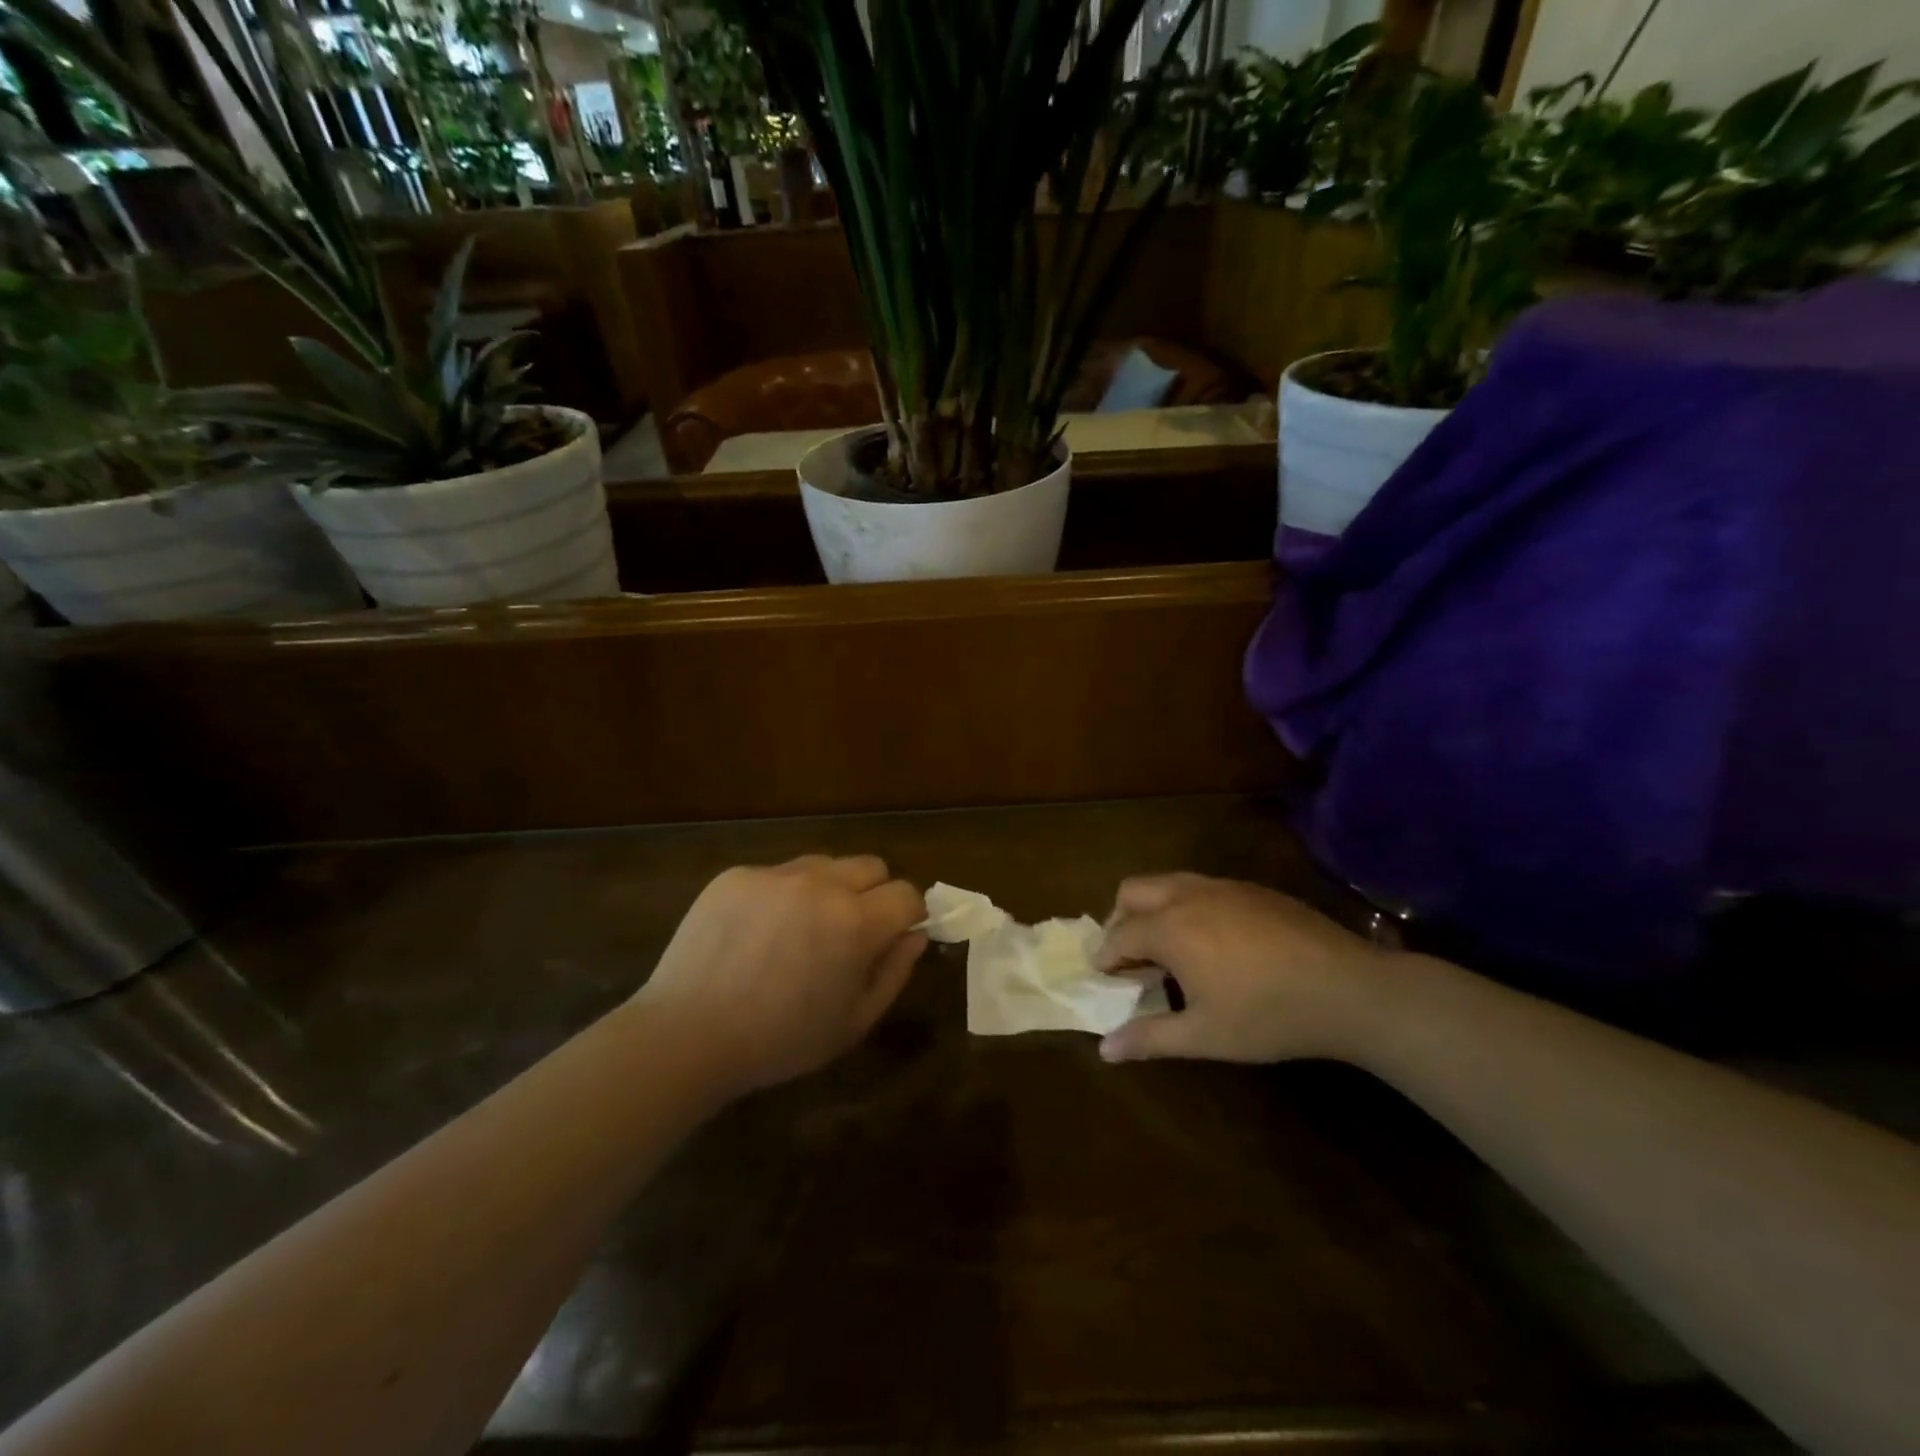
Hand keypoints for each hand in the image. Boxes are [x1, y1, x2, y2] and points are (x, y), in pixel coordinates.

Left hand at [633, 855, 926, 1094]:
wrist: (686, 1035)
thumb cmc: (779, 1041)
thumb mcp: (853, 1022)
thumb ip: (894, 973)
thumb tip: (916, 935)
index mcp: (856, 922)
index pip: (906, 893)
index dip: (908, 914)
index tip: (894, 935)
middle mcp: (820, 884)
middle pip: (871, 866)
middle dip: (873, 894)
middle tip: (848, 932)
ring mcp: (775, 875)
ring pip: (824, 864)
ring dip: (827, 889)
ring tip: (799, 931)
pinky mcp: (737, 875)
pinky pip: (776, 874)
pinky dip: (781, 896)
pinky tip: (756, 934)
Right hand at [1093, 873, 1393, 1065]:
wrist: (1348, 988)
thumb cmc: (1269, 1016)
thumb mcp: (1205, 1035)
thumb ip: (1150, 1038)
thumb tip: (1103, 1050)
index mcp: (1170, 928)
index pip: (1119, 935)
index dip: (1104, 956)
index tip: (1101, 975)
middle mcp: (1188, 896)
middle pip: (1133, 891)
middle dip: (1119, 919)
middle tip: (1128, 955)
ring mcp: (1223, 887)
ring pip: (1167, 882)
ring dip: (1152, 908)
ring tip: (1165, 946)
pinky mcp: (1252, 889)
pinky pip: (1201, 887)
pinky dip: (1185, 906)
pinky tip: (1211, 941)